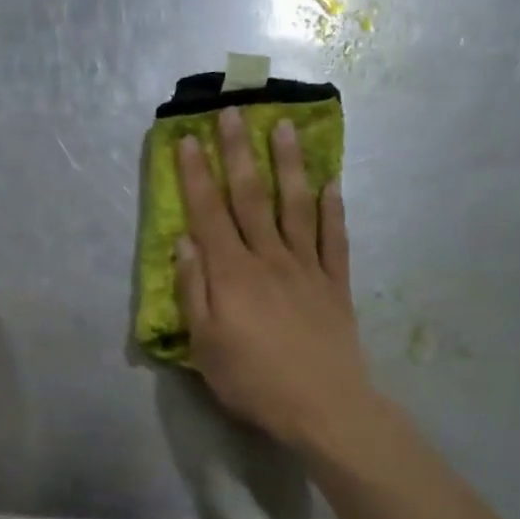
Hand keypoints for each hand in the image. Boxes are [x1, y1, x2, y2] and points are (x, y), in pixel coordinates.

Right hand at [174, 107, 371, 451]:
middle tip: (234, 110)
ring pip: (296, 205)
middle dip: (239, 151)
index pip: (208, 212)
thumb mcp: (205, 344)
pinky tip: (332, 184)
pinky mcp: (336, 284)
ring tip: (285, 127)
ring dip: (289, 164)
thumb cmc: (253, 381)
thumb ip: (194, 290)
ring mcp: (307, 268)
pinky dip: (333, 209)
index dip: (195, 174)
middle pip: (251, 196)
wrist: (324, 407)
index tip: (187, 138)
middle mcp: (269, 258)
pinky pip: (335, 238)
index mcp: (232, 273)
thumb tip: (183, 241)